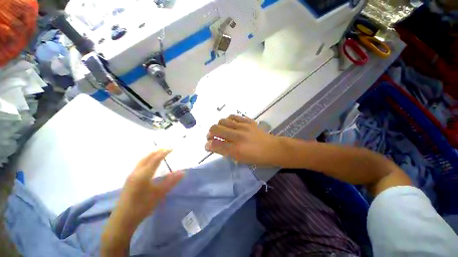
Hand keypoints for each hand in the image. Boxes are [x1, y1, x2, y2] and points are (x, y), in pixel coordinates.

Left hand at [114, 149, 184, 227]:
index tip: (172, 149)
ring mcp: (131, 175)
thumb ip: (171, 181)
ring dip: (151, 155)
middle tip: (167, 149)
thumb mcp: (159, 194)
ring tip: (160, 153)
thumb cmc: (142, 206)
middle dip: (157, 151)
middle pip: (147, 157)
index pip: (156, 159)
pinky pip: (140, 164)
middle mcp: (136, 172)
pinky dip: (147, 160)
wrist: (123, 219)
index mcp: (144, 174)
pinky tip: (150, 164)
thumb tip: (183, 172)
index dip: (164, 153)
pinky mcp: (129, 179)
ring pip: (142, 160)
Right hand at [206, 115, 283, 166]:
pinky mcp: (248, 121)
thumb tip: (214, 146)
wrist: (273, 149)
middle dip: (209, 133)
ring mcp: (243, 127)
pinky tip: (229, 124)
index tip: (207, 145)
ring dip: (217, 126)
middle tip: (211, 137)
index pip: (215, 144)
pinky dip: (228, 120)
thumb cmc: (257, 158)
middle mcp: (238, 136)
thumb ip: (226, 152)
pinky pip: (233, 116)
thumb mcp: (240, 159)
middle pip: (216, 129)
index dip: (208, 145)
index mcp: (236, 150)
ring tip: (220, 130)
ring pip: (222, 121)